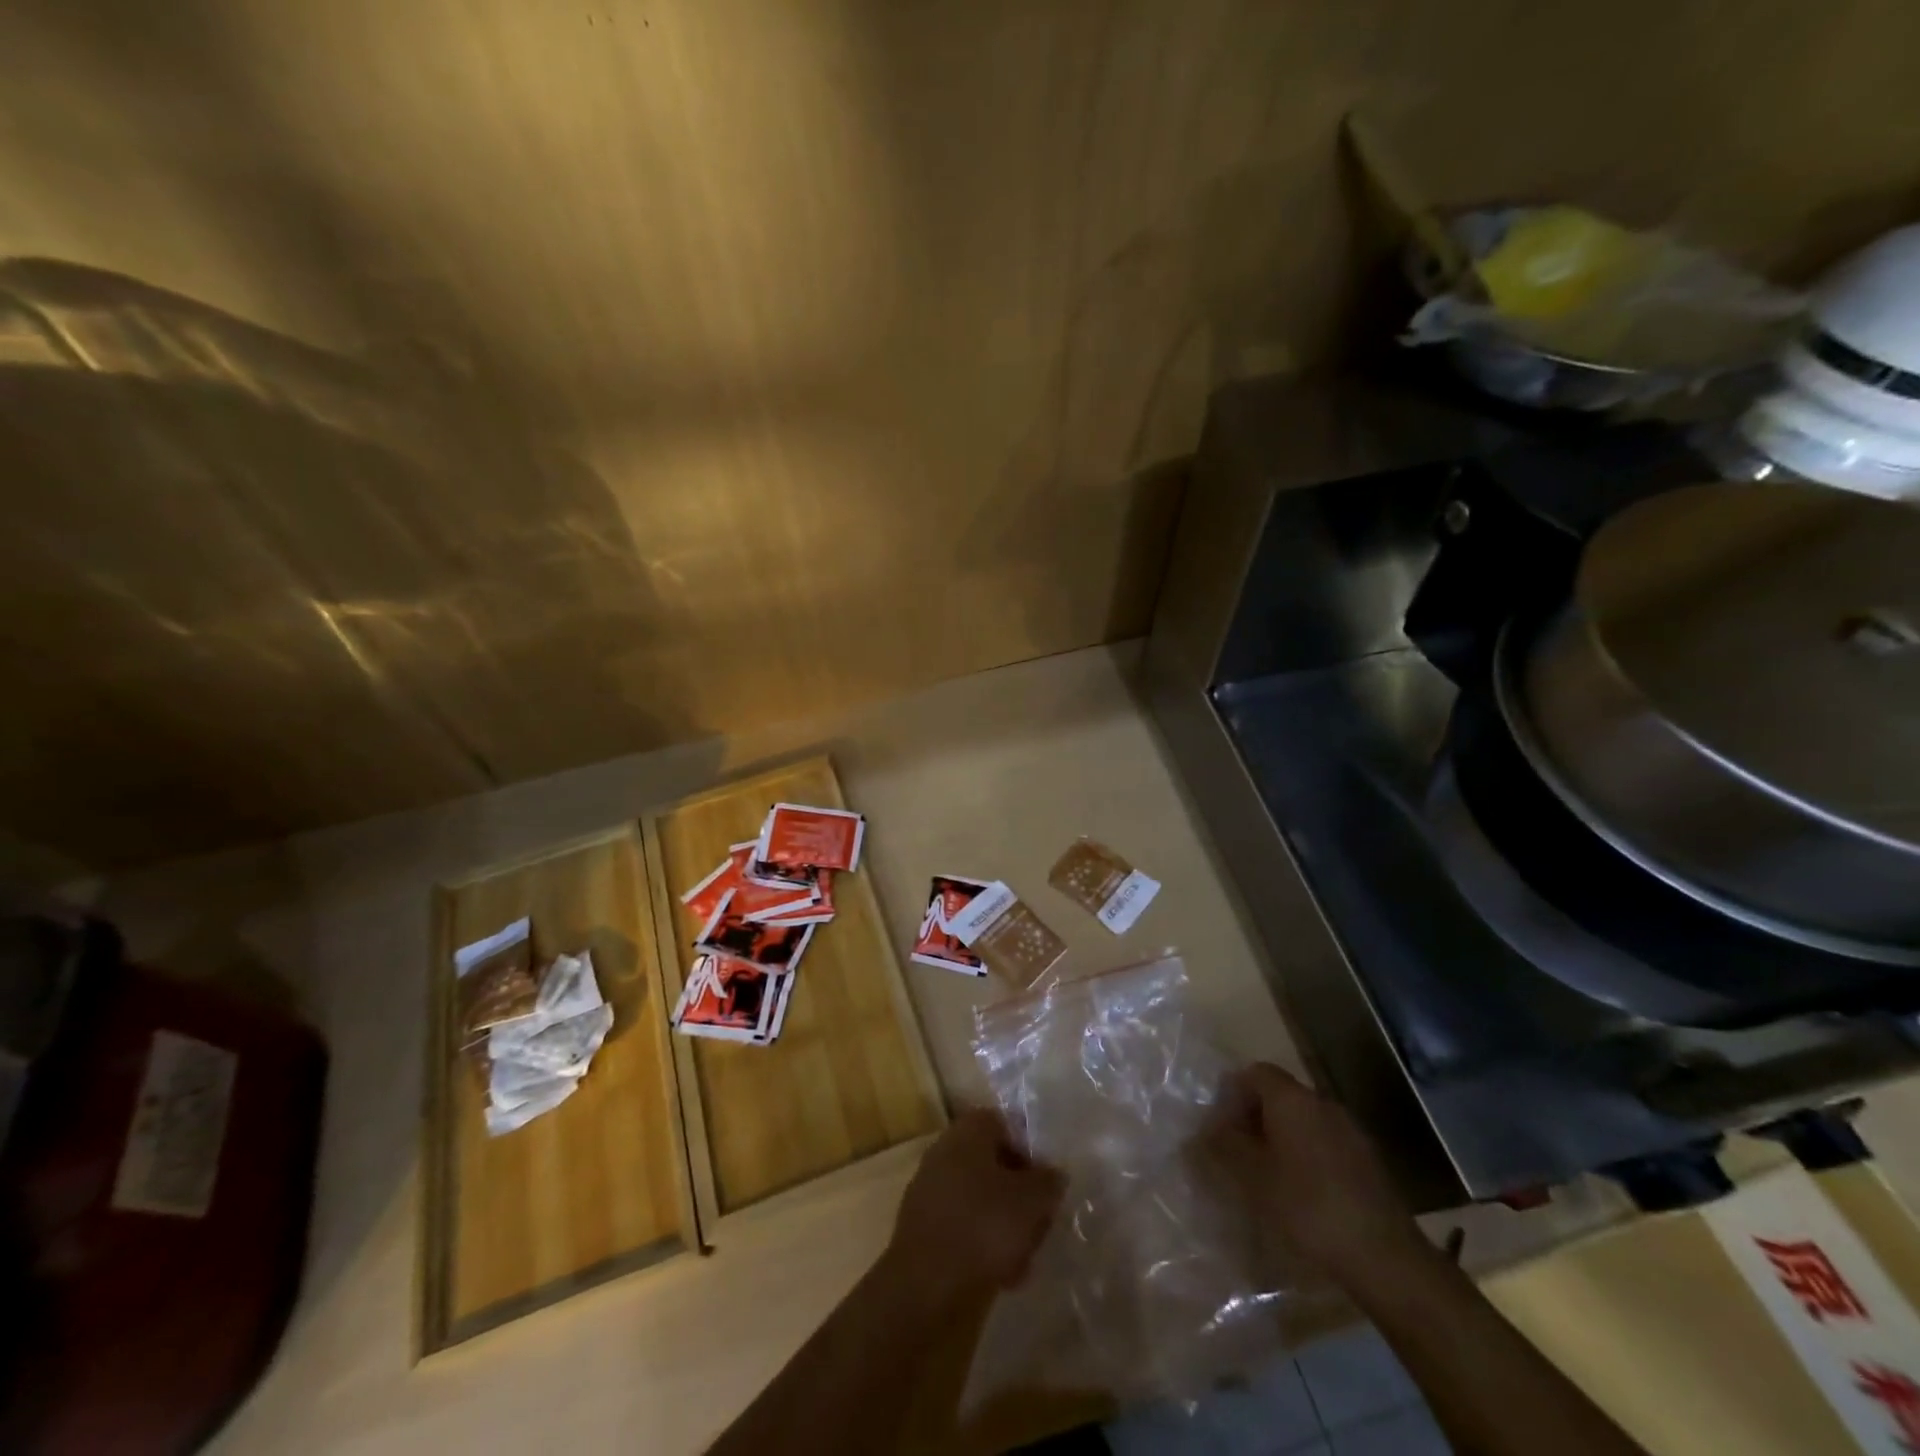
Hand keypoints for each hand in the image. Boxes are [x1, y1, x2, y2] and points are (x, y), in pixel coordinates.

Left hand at [881, 1108, 1064, 1314]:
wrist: (927, 1286)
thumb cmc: (984, 1226)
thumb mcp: (1032, 1200)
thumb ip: (1049, 1181)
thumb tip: (1053, 1174)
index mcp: (967, 1131)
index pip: (1004, 1124)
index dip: (1029, 1149)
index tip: (1046, 1180)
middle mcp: (944, 1151)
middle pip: (991, 1163)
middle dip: (1018, 1191)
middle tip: (1040, 1219)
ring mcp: (930, 1189)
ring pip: (979, 1197)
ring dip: (1004, 1222)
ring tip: (1026, 1255)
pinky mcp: (923, 1227)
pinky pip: (963, 1225)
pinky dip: (983, 1244)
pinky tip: (1003, 1274)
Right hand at [1209, 1062, 1425, 1280]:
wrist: (1386, 1258)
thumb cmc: (1308, 1208)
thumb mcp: (1253, 1178)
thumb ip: (1223, 1148)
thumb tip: (1200, 1131)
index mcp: (1293, 1099)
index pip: (1255, 1073)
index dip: (1231, 1094)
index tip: (1218, 1127)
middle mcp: (1322, 1104)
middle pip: (1278, 1095)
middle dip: (1252, 1119)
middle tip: (1234, 1153)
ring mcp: (1350, 1132)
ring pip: (1301, 1122)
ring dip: (1278, 1139)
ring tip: (1262, 1177)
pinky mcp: (1366, 1163)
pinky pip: (1323, 1144)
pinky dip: (1303, 1158)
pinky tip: (1298, 1195)